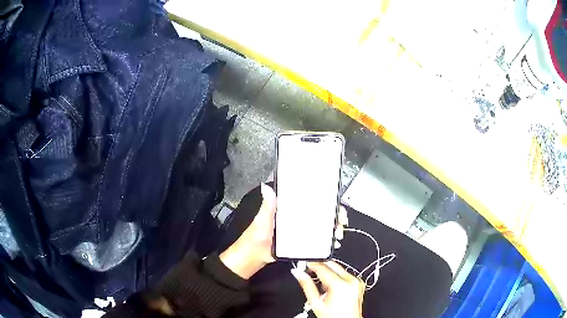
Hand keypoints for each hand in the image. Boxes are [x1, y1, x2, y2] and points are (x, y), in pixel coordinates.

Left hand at [220, 184, 348, 279]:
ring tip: (338, 235)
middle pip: (318, 214)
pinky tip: (332, 243)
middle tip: (340, 224)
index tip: (336, 206)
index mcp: (286, 210)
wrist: (250, 260)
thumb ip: (267, 208)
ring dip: (331, 228)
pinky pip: (315, 238)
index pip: (308, 200)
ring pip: (319, 226)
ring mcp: (297, 231)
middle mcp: (294, 218)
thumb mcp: (261, 223)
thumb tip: (266, 187)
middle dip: (333, 217)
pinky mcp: (298, 242)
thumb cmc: (254, 240)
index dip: (324, 201)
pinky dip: (325, 239)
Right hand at [291, 262, 364, 317]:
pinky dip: (337, 278)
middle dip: (320, 267)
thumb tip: (298, 273)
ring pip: (339, 269)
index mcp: (340, 285)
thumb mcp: (316, 303)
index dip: (311, 264)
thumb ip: (307, 286)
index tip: (303, 264)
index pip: (323, 267)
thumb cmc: (333, 317)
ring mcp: (357, 282)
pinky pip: (345, 275)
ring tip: (321, 287)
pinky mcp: (359, 284)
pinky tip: (331, 288)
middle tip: (309, 272)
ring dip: (328, 273)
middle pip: (332, 265)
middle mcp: (351, 281)